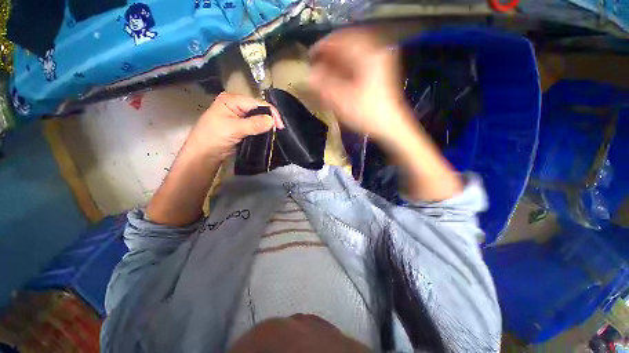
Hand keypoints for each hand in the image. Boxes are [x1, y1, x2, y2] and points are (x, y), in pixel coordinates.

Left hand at [186, 92, 282, 160]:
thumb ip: (254, 124)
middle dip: (270, 118)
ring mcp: (240, 116)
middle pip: (259, 109)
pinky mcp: (242, 127)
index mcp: (232, 100)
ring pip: (259, 118)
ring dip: (267, 125)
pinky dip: (263, 130)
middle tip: (279, 130)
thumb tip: (272, 120)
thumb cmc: (213, 137)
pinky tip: (268, 134)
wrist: (204, 154)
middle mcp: (237, 105)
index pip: (257, 103)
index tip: (280, 126)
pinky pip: (256, 126)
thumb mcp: (233, 129)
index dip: (271, 113)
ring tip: (276, 133)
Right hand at [309, 27, 413, 143]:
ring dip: (337, 61)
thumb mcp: (341, 100)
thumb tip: (309, 73)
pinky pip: (360, 62)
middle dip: (329, 54)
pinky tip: (339, 76)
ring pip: (353, 53)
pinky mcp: (381, 71)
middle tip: (317, 66)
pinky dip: (347, 67)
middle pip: (347, 44)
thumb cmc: (366, 114)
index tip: (309, 58)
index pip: (339, 39)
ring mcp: (380, 60)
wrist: (391, 126)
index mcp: (367, 54)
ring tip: (325, 72)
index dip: (321, 47)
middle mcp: (376, 51)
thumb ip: (322, 85)